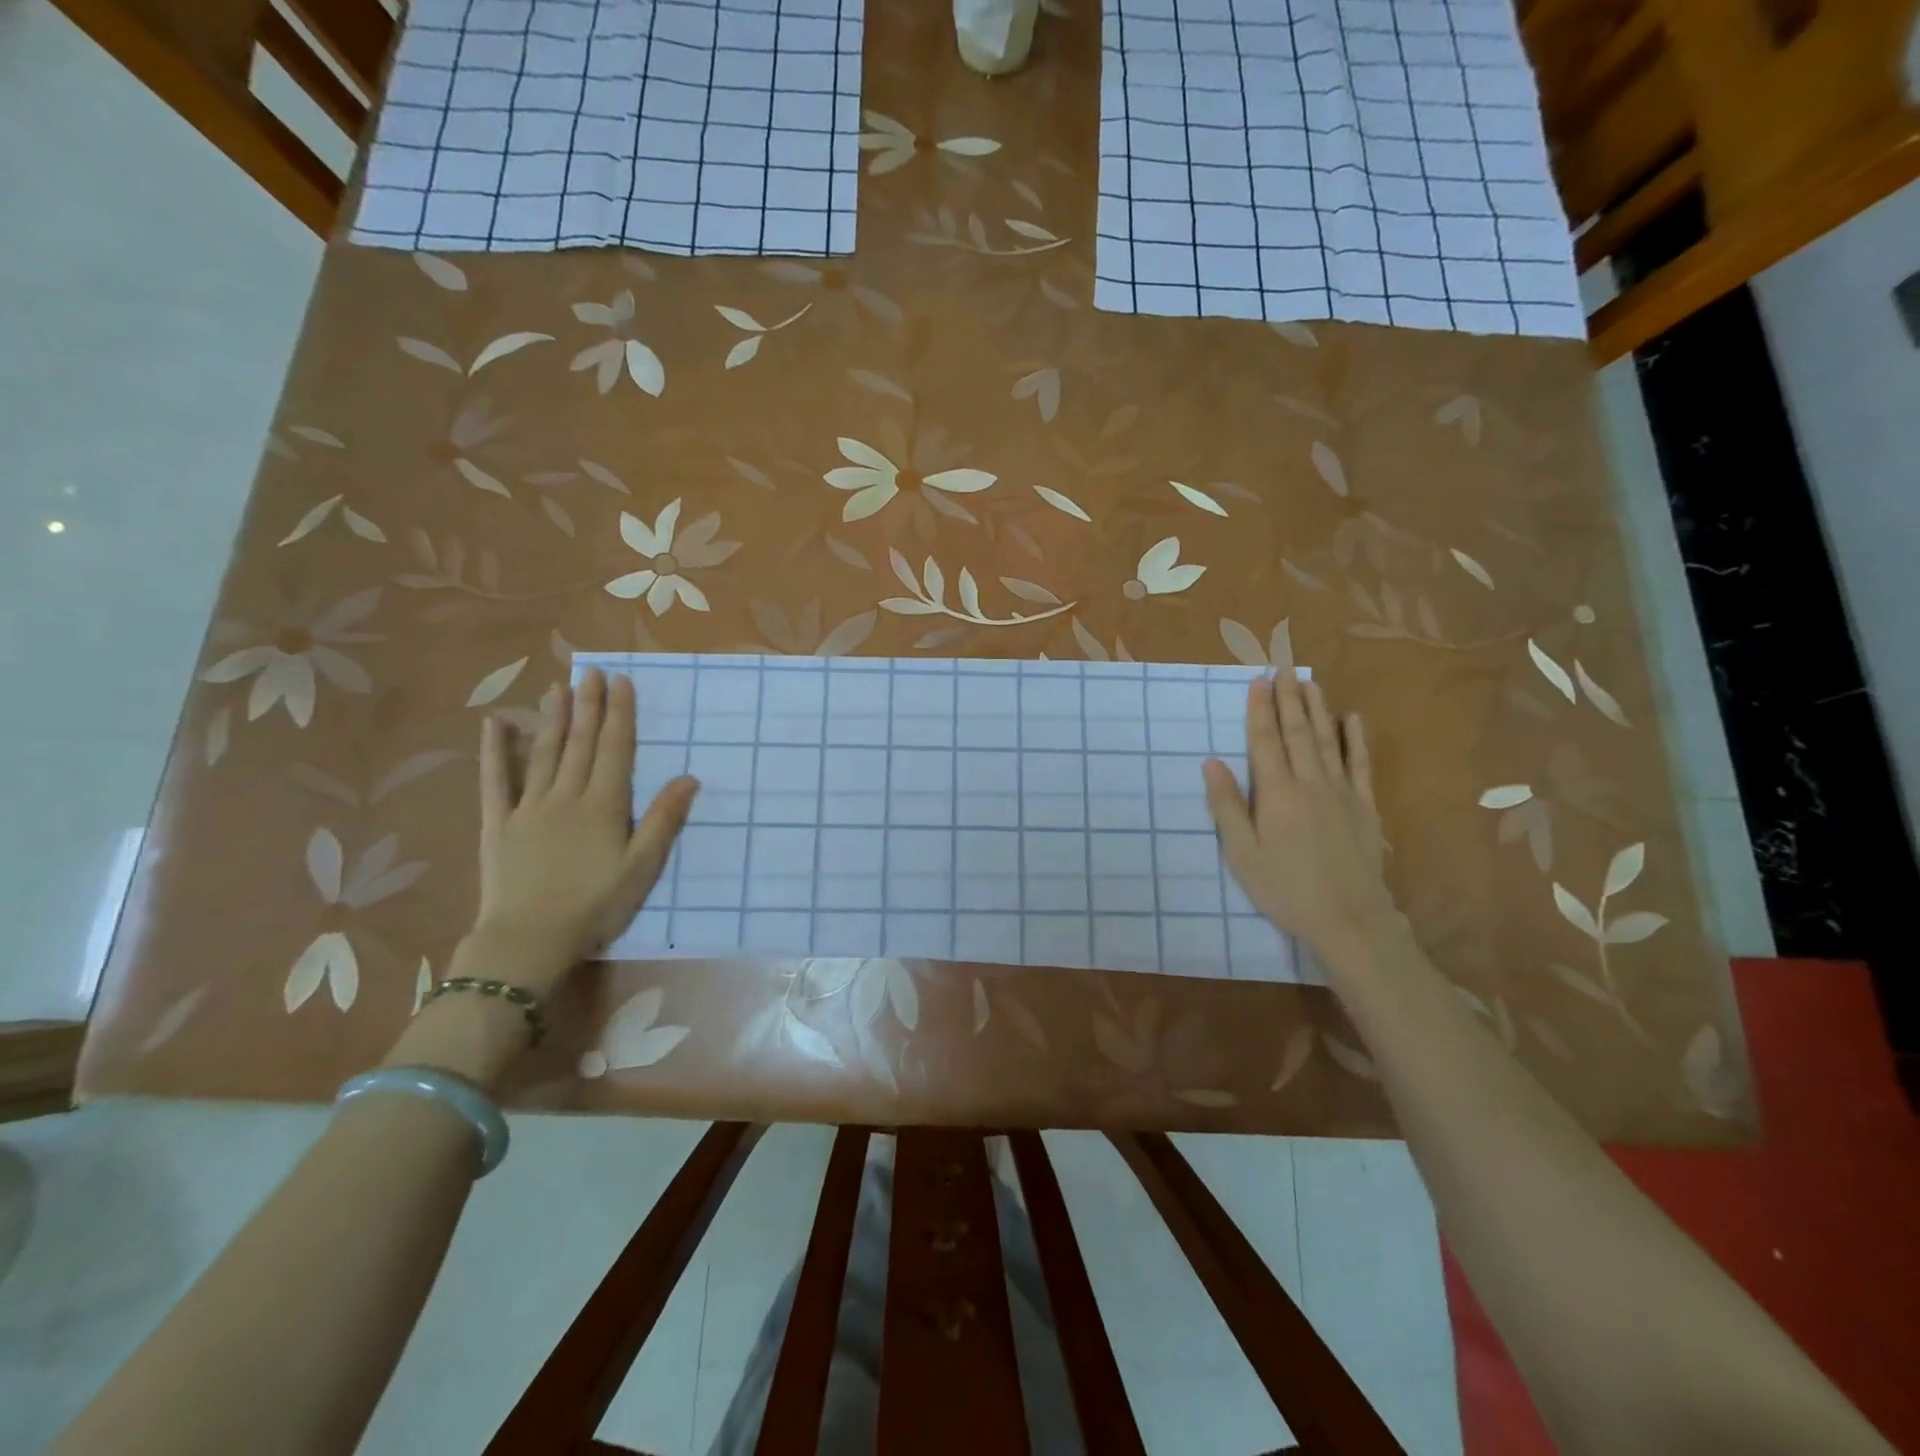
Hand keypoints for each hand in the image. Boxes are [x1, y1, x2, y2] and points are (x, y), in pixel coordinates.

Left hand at [470, 668, 697, 988]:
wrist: (528, 939)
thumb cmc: (594, 905)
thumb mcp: (642, 867)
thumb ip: (662, 820)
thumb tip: (688, 778)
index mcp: (603, 806)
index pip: (615, 750)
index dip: (620, 714)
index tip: (622, 682)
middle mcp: (566, 796)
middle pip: (580, 743)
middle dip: (588, 705)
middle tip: (592, 670)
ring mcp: (528, 807)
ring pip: (544, 753)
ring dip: (553, 718)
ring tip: (559, 687)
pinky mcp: (498, 824)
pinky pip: (495, 782)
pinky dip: (495, 752)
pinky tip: (495, 725)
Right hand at [1203, 675, 1397, 958]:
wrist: (1349, 919)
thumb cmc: (1285, 889)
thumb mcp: (1242, 854)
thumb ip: (1227, 806)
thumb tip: (1211, 763)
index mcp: (1277, 794)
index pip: (1265, 741)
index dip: (1259, 709)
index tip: (1257, 680)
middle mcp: (1310, 783)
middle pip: (1297, 732)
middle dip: (1288, 698)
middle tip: (1282, 667)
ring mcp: (1342, 793)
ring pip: (1328, 740)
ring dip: (1317, 709)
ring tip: (1310, 682)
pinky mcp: (1365, 807)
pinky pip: (1360, 764)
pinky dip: (1356, 739)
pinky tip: (1352, 719)